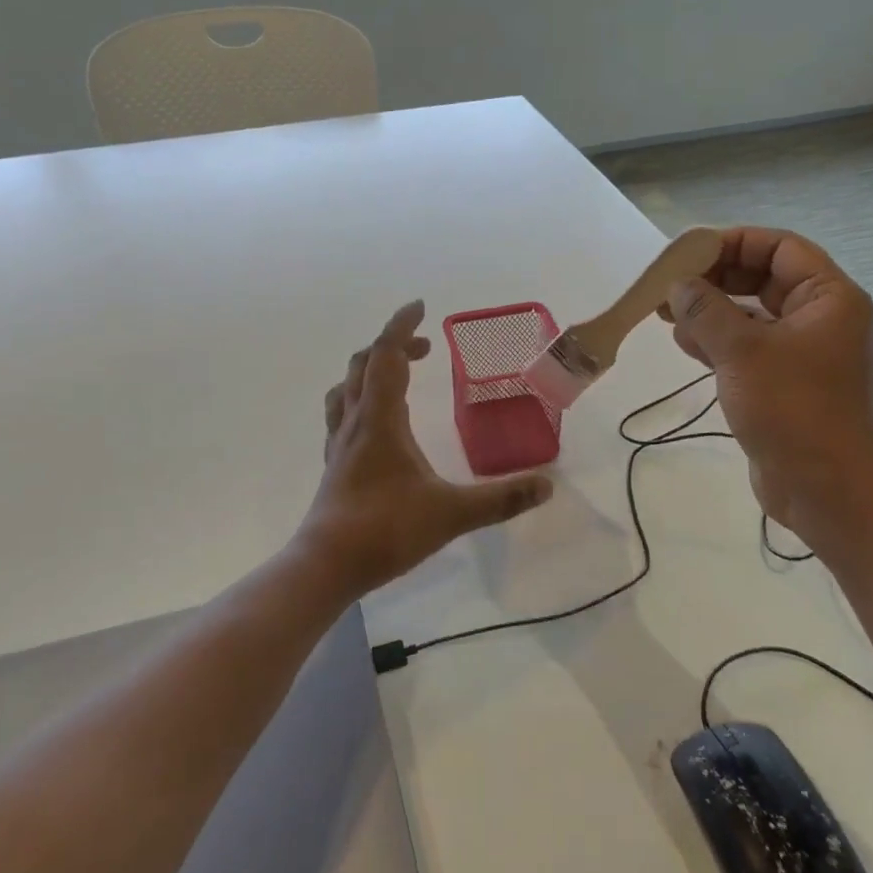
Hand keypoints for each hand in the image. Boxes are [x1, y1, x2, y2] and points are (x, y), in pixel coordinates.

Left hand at [301, 301, 552, 589]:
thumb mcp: (451, 514)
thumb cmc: (386, 530)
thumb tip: (546, 486)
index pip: (387, 355)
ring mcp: (339, 443)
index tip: (420, 306)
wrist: (326, 565)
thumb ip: (500, 499)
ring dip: (370, 369)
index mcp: (381, 419)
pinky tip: (377, 423)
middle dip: (393, 346)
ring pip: (346, 388)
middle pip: (363, 364)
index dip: (402, 326)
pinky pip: (342, 414)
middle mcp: (355, 422)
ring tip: (398, 376)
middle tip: (425, 348)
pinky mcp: (334, 464)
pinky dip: (360, 399)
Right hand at [665, 228, 872, 547]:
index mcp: (828, 297)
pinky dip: (716, 340)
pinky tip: (683, 342)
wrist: (824, 487)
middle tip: (670, 285)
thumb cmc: (791, 409)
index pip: (779, 247)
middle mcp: (819, 317)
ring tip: (666, 313)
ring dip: (710, 310)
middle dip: (715, 279)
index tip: (688, 253)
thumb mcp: (742, 351)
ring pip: (750, 314)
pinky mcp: (783, 381)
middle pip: (762, 278)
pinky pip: (747, 346)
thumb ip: (705, 310)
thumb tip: (678, 286)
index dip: (733, 243)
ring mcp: (802, 351)